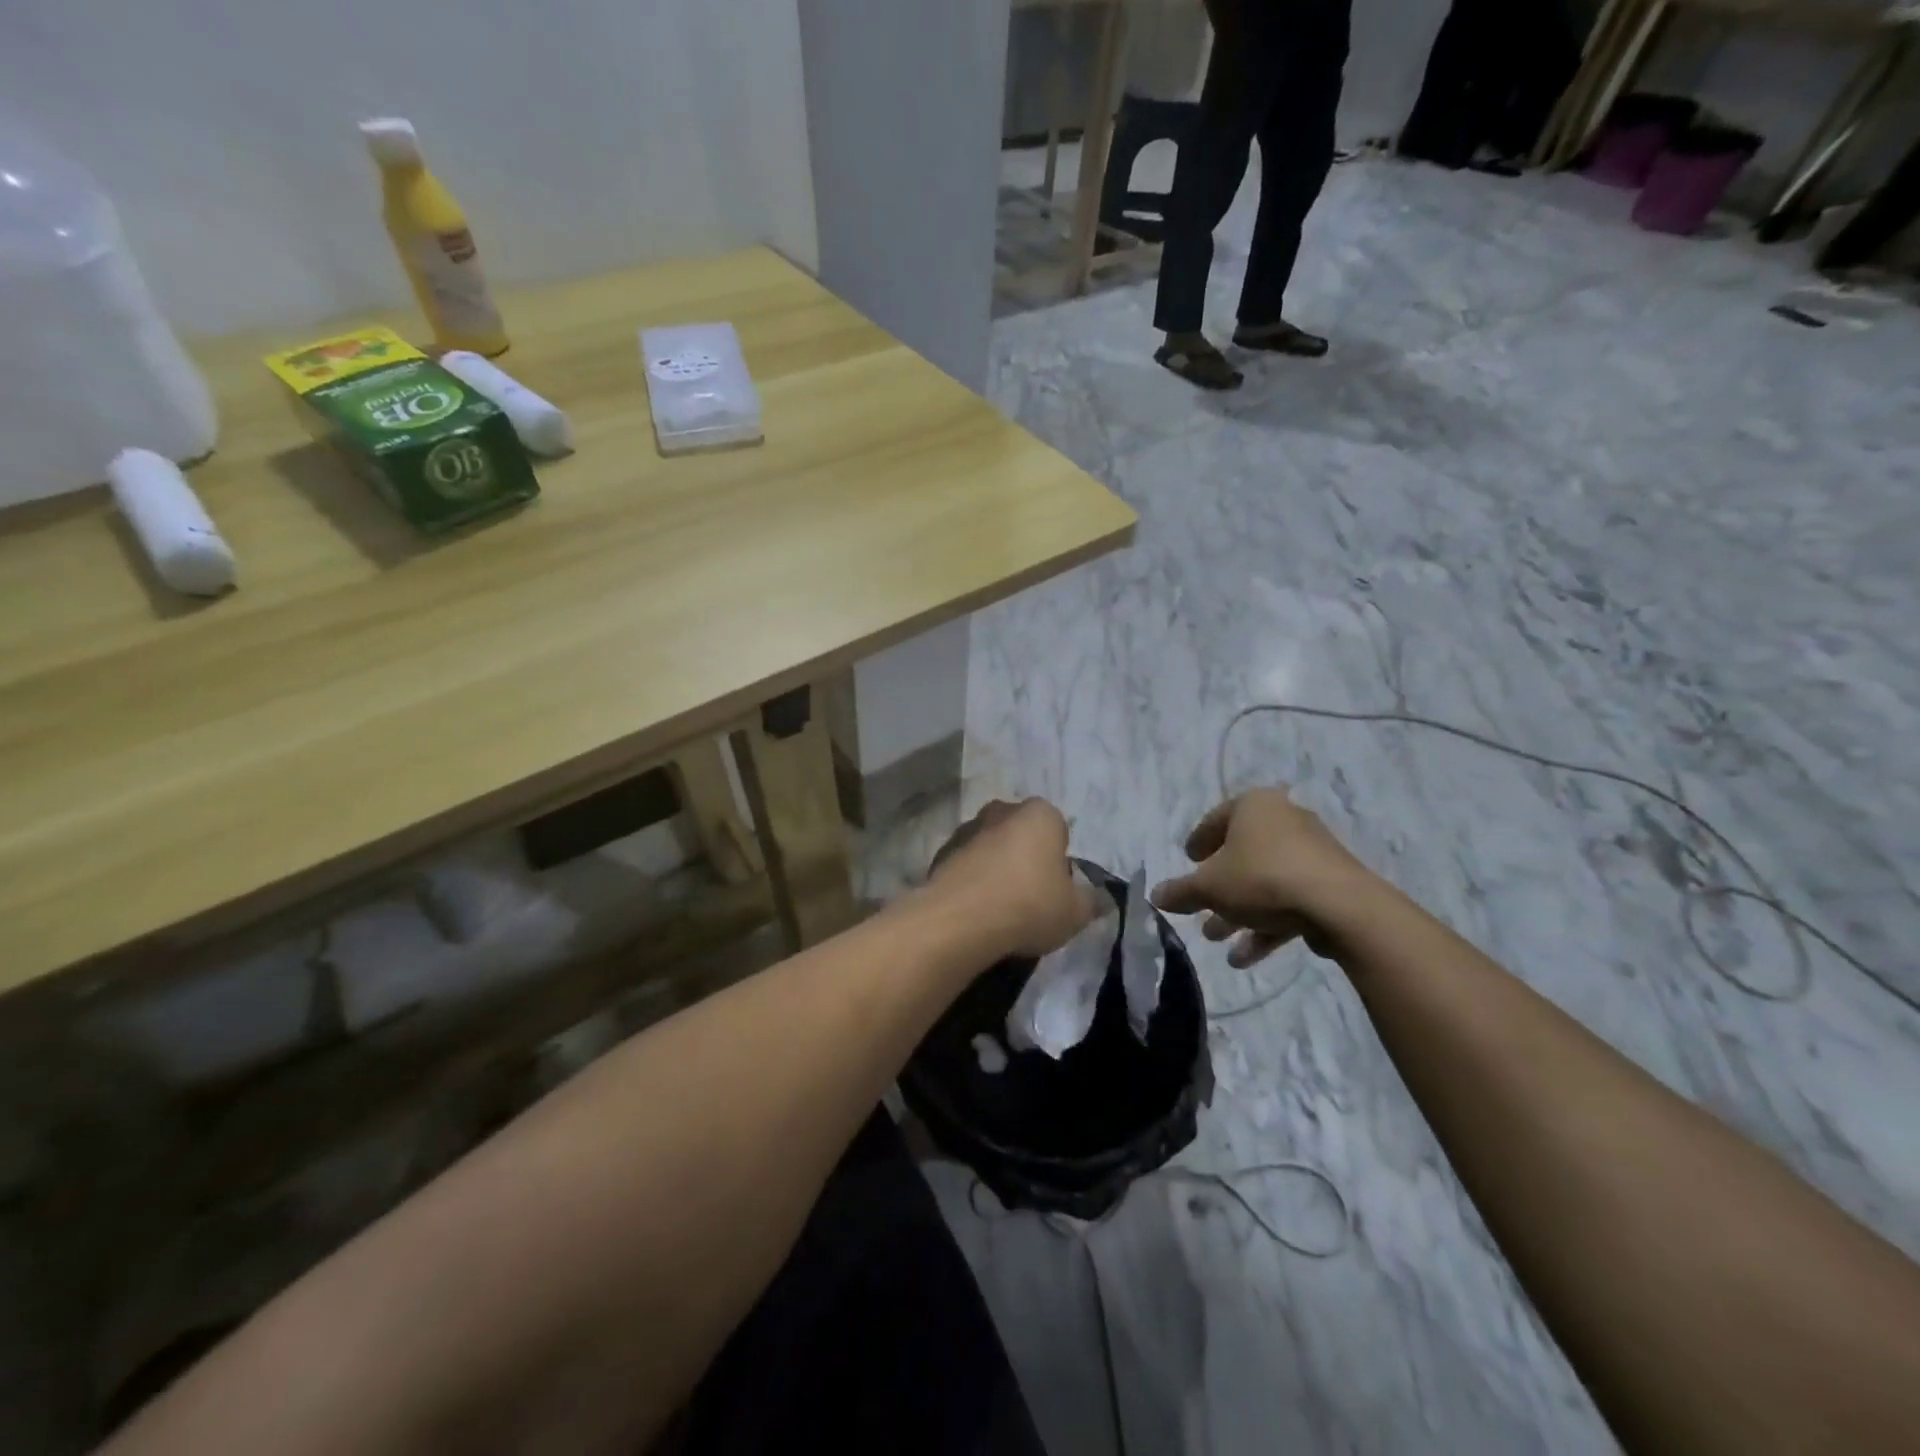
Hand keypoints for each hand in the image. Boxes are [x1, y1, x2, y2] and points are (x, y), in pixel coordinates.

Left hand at [928, 798, 1096, 960]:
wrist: (960, 920)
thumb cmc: (1029, 905)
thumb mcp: (1075, 912)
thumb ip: (1091, 902)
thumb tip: (1102, 899)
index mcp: (1040, 814)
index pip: (1058, 828)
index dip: (1059, 859)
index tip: (1056, 887)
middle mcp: (1001, 811)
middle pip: (1020, 832)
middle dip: (1025, 856)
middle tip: (1030, 895)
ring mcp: (967, 829)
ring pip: (990, 846)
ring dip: (995, 867)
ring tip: (1000, 907)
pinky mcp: (941, 853)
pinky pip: (966, 865)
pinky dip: (971, 881)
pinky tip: (975, 910)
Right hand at [1151, 788, 1380, 966]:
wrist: (1339, 906)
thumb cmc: (1262, 878)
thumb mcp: (1209, 887)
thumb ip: (1181, 891)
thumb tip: (1155, 896)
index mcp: (1255, 806)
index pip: (1217, 819)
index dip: (1199, 841)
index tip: (1188, 859)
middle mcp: (1285, 820)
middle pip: (1242, 855)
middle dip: (1218, 887)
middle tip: (1199, 907)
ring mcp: (1312, 853)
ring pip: (1264, 882)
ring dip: (1238, 911)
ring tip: (1215, 938)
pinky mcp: (1330, 884)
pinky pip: (1289, 900)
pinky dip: (1266, 924)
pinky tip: (1245, 957)